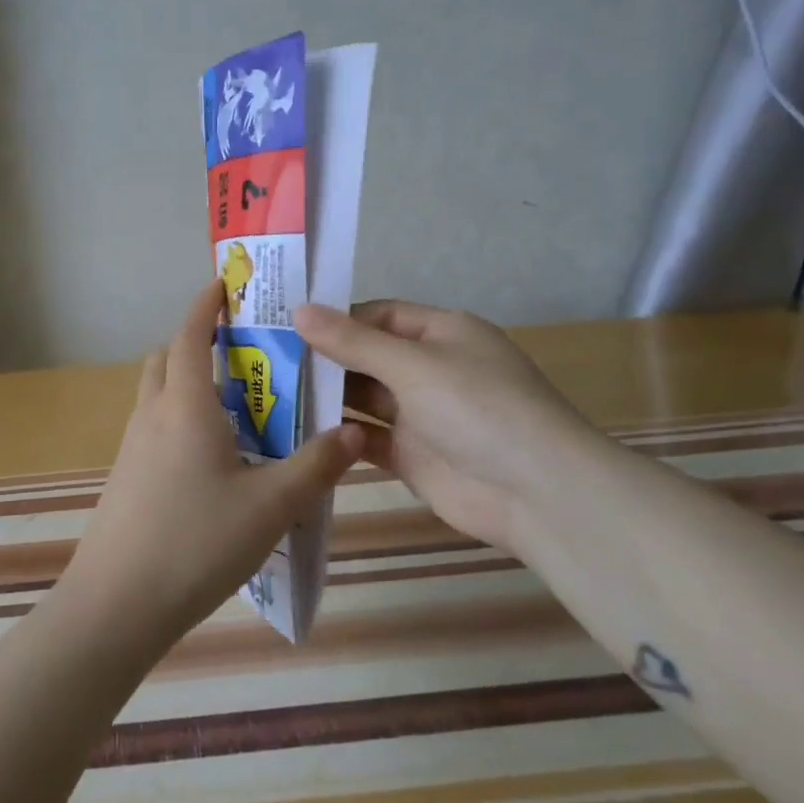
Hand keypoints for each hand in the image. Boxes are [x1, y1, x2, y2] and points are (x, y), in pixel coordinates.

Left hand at [58, 284, 363, 648]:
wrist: (116, 604)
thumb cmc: (196, 543)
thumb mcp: (271, 507)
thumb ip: (316, 467)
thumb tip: (356, 433)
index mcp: (185, 406)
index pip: (190, 335)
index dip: (206, 305)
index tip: (225, 286)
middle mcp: (152, 415)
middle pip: (168, 359)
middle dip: (198, 343)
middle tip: (242, 354)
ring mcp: (132, 448)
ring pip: (158, 394)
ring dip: (188, 383)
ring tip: (237, 408)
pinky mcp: (126, 478)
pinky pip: (155, 429)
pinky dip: (180, 420)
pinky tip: (213, 461)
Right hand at [292, 300, 606, 547]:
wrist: (537, 493)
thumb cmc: (477, 407)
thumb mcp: (412, 364)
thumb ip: (352, 341)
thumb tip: (298, 309)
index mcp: (442, 333)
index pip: (379, 315)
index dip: (336, 318)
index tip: (286, 325)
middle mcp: (431, 369)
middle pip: (368, 356)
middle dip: (325, 358)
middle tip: (266, 361)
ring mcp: (422, 415)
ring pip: (365, 398)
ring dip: (327, 397)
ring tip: (272, 394)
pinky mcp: (413, 456)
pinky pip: (368, 438)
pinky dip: (340, 435)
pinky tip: (300, 434)